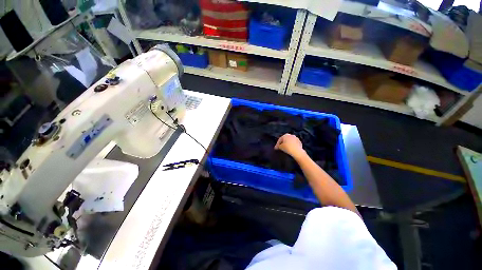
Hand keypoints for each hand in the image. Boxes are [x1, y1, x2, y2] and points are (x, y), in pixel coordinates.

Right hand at [274, 134, 305, 158]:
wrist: (297, 152)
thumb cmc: (287, 148)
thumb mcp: (280, 147)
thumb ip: (278, 146)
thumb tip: (277, 147)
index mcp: (285, 135)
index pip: (280, 139)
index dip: (277, 144)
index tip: (275, 148)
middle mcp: (291, 135)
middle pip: (285, 139)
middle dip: (282, 143)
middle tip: (280, 148)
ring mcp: (296, 138)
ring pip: (290, 141)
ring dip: (287, 144)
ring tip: (286, 149)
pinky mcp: (300, 142)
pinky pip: (294, 143)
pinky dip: (292, 145)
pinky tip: (291, 149)